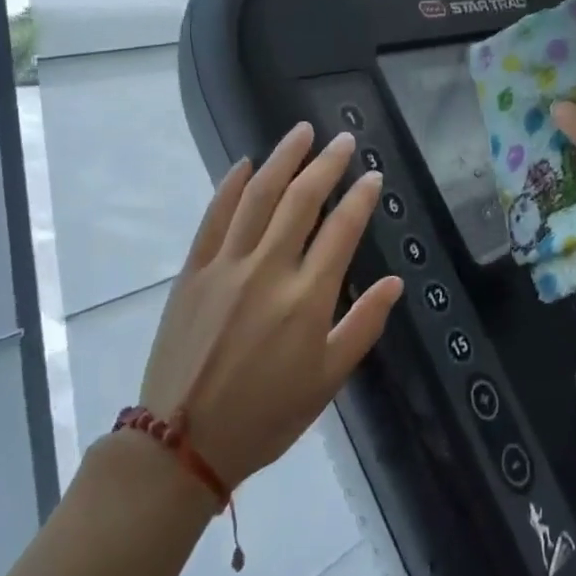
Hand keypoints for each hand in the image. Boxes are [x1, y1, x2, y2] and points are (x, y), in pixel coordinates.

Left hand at [138, 123, 403, 489]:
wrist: (182, 443)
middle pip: (302, 201)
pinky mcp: (193, 271)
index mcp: (307, 298)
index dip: (361, 198)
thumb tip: (394, 283)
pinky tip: (245, 164)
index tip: (373, 176)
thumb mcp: (327, 380)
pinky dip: (230, 186)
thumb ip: (363, 326)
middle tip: (343, 140)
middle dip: (326, 165)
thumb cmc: (266, 416)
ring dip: (282, 160)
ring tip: (300, 133)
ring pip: (258, 197)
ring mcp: (226, 266)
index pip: (342, 230)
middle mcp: (268, 269)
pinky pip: (213, 217)